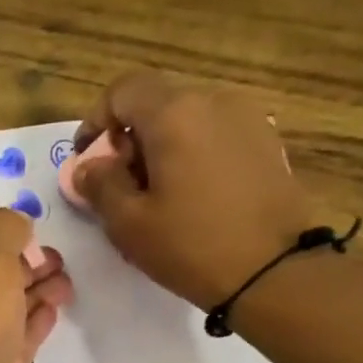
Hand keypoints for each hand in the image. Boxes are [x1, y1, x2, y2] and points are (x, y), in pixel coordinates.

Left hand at [0, 211, 73, 362]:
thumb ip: (6, 232)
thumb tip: (16, 224)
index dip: (3, 235)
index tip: (38, 236)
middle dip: (25, 265)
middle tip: (63, 264)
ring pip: (3, 312)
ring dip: (34, 295)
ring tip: (68, 286)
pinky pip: (11, 346)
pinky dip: (32, 328)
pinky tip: (52, 316)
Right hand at [73, 71, 317, 309]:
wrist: (275, 271)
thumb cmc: (191, 245)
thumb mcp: (129, 223)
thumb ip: (100, 185)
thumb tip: (88, 167)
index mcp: (174, 113)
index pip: (123, 90)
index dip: (97, 121)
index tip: (87, 160)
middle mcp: (213, 101)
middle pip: (157, 103)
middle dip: (129, 138)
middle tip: (119, 185)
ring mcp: (247, 119)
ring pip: (188, 120)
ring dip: (162, 148)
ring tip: (156, 196)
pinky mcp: (267, 144)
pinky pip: (215, 136)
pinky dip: (192, 155)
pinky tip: (192, 197)